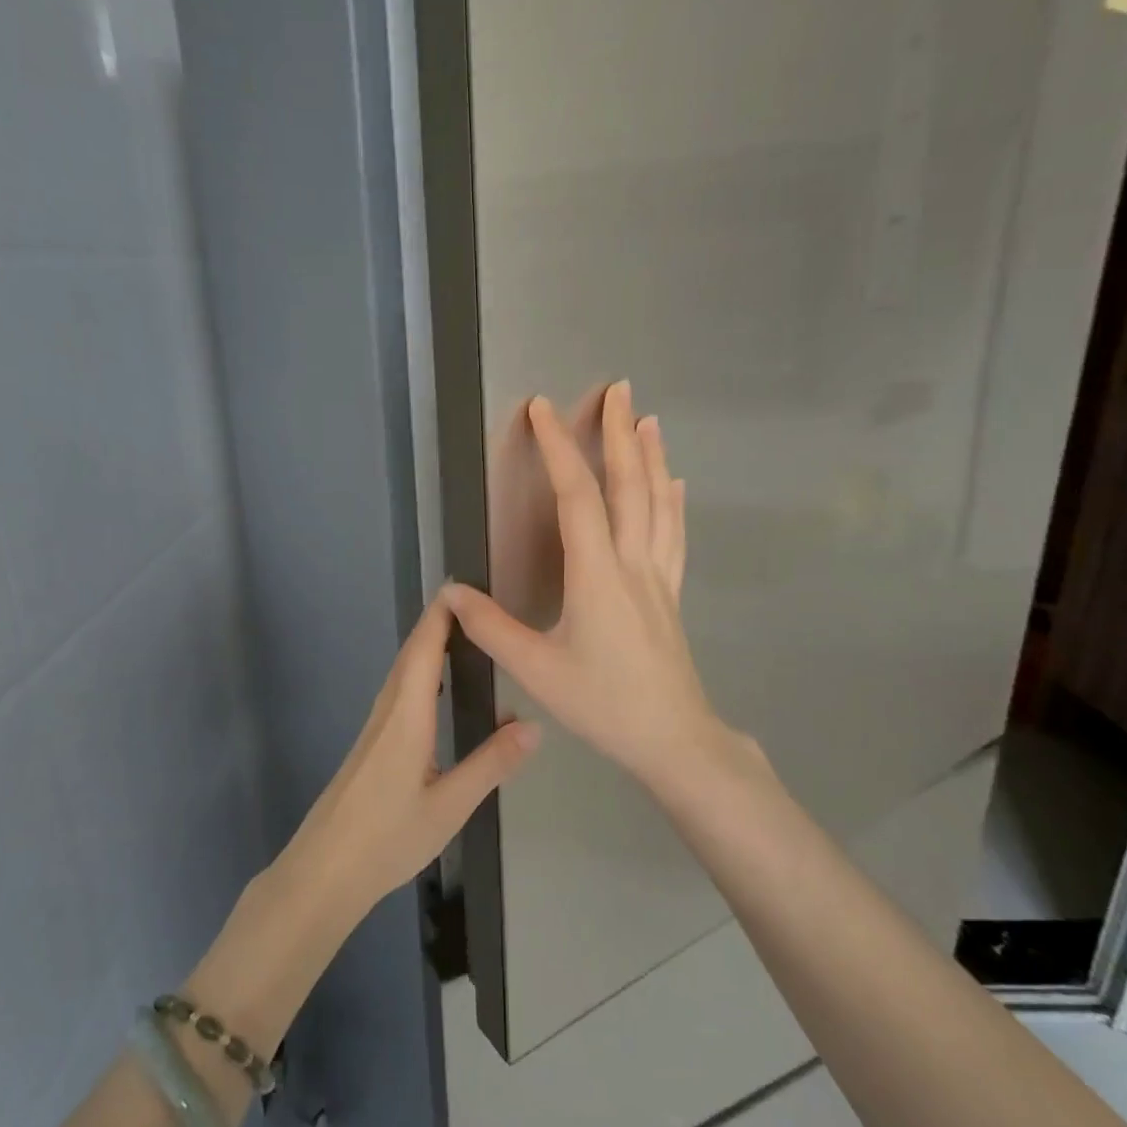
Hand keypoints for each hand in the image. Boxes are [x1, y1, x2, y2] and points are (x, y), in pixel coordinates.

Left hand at [277, 593, 541, 920]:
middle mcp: (386, 712)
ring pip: (401, 673)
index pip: (423, 650)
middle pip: (410, 654)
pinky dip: (418, 672)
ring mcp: (374, 729)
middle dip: (438, 623)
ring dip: (427, 646)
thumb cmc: (387, 838)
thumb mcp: (449, 806)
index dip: (440, 615)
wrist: (323, 871)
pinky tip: (433, 689)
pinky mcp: (370, 746)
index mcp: (406, 717)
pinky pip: (397, 693)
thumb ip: (491, 764)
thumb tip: (535, 725)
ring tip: (461, 636)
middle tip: (474, 604)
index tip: (463, 586)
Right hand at [445, 381, 732, 795]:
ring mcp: (658, 576)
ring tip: (646, 419)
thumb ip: (491, 628)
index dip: (557, 448)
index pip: (576, 496)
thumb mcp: (536, 669)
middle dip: (618, 433)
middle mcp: (632, 562)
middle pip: (628, 485)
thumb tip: (450, 592)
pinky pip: (673, 535)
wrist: (672, 738)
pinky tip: (675, 484)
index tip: (542, 408)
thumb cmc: (602, 704)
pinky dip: (673, 501)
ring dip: (651, 457)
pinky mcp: (670, 594)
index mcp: (597, 574)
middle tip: (617, 388)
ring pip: (658, 503)